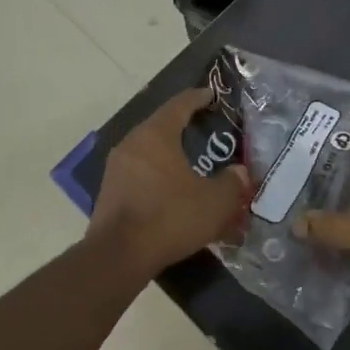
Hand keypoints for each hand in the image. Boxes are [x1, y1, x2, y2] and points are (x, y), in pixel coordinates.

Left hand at [87, 88, 249, 276]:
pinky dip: (157, 174)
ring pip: (148, 151)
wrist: (119, 255)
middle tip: (205, 130)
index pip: (179, 105)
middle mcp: (132, 143)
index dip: (198, 97)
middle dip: (183, 126)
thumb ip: (232, 183)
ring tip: (190, 162)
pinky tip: (170, 190)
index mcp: (156, 135)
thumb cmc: (169, 217)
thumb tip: (240, 173)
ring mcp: (116, 167)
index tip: (211, 94)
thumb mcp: (214, 202)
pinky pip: (139, 172)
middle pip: (161, 126)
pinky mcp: (109, 191)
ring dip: (169, 153)